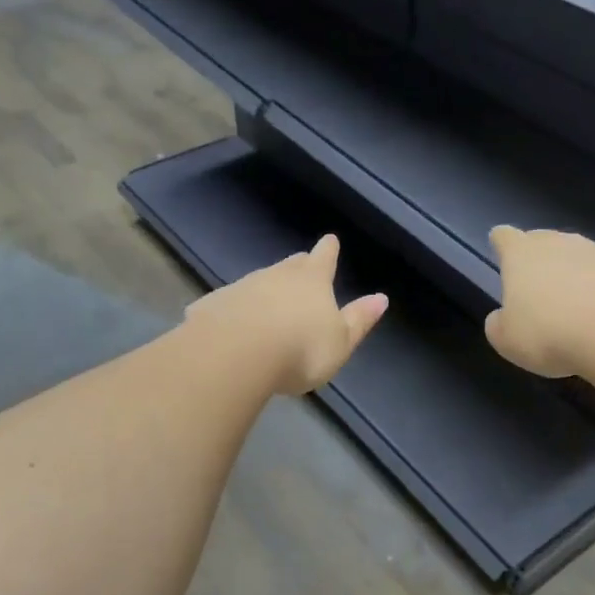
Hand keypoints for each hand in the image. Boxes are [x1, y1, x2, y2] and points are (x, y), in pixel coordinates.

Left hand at [184, 234, 387, 394]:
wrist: (234, 353)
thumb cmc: (300, 348)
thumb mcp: (340, 342)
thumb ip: (358, 320)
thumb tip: (381, 298)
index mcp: (313, 281)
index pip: (324, 258)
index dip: (329, 250)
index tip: (330, 240)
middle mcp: (277, 276)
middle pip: (291, 265)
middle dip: (299, 265)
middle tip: (302, 265)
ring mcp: (242, 287)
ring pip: (259, 281)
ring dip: (266, 289)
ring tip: (269, 303)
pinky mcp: (214, 305)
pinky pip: (229, 303)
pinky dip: (235, 309)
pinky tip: (231, 323)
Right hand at [484, 226, 594, 378]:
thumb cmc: (550, 334)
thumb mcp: (506, 341)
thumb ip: (499, 324)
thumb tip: (503, 317)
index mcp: (523, 255)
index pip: (505, 237)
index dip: (501, 244)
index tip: (501, 251)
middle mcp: (562, 244)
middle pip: (545, 241)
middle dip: (540, 259)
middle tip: (538, 287)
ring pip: (582, 258)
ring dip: (577, 275)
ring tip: (577, 309)